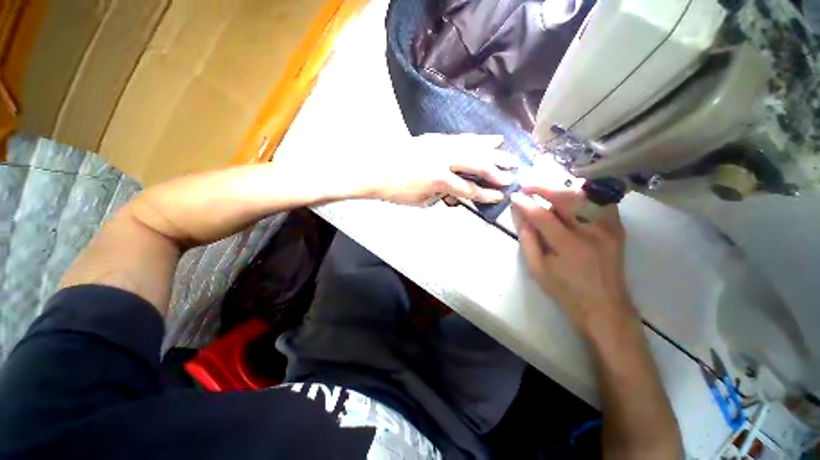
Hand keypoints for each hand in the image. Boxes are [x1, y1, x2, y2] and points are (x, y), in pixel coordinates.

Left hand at [366, 134, 516, 206]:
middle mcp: (443, 158)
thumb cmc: (396, 191)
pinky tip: (488, 139)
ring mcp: (439, 145)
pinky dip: (476, 139)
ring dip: (492, 150)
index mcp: (439, 179)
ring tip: (508, 152)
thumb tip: (455, 193)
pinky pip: (460, 138)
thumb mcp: (421, 202)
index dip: (486, 194)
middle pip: (476, 163)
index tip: (501, 195)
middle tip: (513, 172)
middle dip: (496, 169)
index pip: (468, 189)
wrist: (375, 170)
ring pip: (472, 145)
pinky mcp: (434, 138)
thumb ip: (442, 196)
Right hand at [510, 182, 635, 331]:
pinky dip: (583, 194)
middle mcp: (593, 232)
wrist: (604, 305)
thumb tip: (519, 215)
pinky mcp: (617, 227)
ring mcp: (609, 228)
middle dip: (544, 188)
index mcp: (569, 247)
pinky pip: (600, 201)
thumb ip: (527, 239)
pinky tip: (570, 197)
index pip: (543, 216)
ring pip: (586, 195)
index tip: (514, 196)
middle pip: (568, 198)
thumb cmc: (565, 290)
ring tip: (546, 191)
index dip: (526, 204)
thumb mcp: (537, 269)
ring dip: (562, 189)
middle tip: (528, 186)